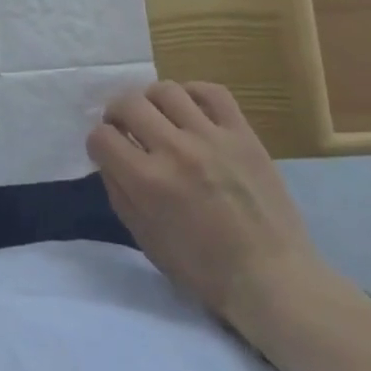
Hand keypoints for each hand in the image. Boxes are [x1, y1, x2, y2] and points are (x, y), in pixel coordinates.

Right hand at [88, 81, 346, 338]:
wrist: (273, 279)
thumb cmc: (205, 271)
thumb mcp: (147, 241)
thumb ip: (120, 194)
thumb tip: (108, 159)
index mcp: (148, 182)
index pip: (102, 137)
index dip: (98, 143)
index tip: (106, 151)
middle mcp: (174, 150)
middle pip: (129, 103)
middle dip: (116, 113)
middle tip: (124, 126)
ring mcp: (211, 137)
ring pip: (166, 90)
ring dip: (152, 100)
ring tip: (158, 116)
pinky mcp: (242, 134)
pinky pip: (212, 92)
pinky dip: (194, 93)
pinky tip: (191, 108)